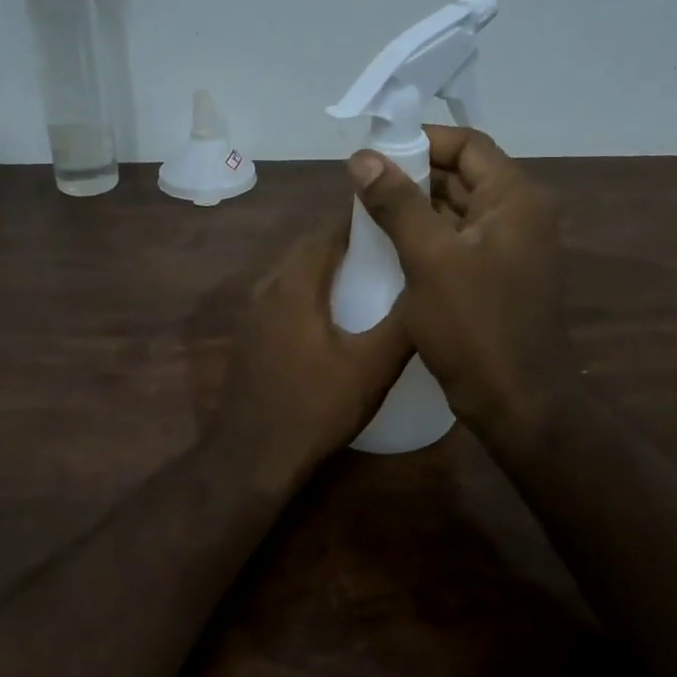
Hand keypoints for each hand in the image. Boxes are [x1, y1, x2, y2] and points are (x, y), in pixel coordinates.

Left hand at [208, 219, 412, 493]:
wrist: (253, 456)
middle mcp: (267, 287)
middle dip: (344, 242)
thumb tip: (428, 286)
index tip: (394, 221)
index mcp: (295, 284)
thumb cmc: (316, 407)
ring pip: (291, 272)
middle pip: (307, 248)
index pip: (329, 233)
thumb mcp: (372, 367)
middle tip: (386, 247)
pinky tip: (330, 313)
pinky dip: (307, 289)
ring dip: (324, 266)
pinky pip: (281, 295)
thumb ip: (402, 323)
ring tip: (364, 274)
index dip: (361, 222)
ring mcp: (251, 312)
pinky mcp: (248, 335)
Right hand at [348, 126, 575, 455]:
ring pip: (457, 210)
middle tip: (362, 182)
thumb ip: (397, 203)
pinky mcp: (496, 278)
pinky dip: (426, 236)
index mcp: (515, 199)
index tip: (376, 150)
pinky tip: (388, 244)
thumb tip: (362, 157)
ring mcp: (509, 249)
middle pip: (462, 175)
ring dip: (416, 207)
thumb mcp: (430, 259)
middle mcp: (519, 215)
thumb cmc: (475, 326)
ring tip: (367, 210)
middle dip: (413, 174)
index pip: (468, 145)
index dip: (422, 140)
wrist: (517, 403)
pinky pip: (457, 242)